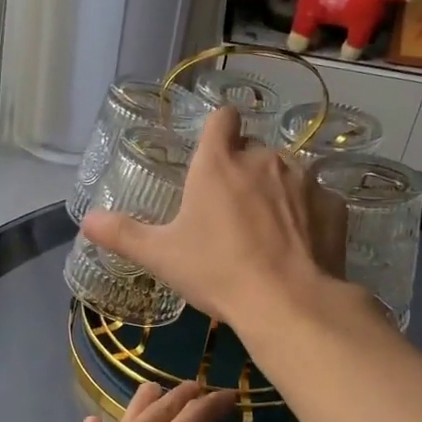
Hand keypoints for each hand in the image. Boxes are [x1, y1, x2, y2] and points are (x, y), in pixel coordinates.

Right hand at [80, 107, 346, 329]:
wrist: (289, 303)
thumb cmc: (217, 272)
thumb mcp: (162, 256)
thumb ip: (122, 234)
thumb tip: (87, 221)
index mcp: (219, 162)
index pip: (222, 118)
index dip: (218, 130)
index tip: (213, 153)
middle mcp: (264, 158)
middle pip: (252, 150)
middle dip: (243, 172)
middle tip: (230, 213)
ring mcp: (305, 179)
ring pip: (286, 174)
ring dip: (275, 192)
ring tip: (266, 233)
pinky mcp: (334, 205)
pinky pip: (316, 201)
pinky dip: (307, 216)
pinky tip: (298, 247)